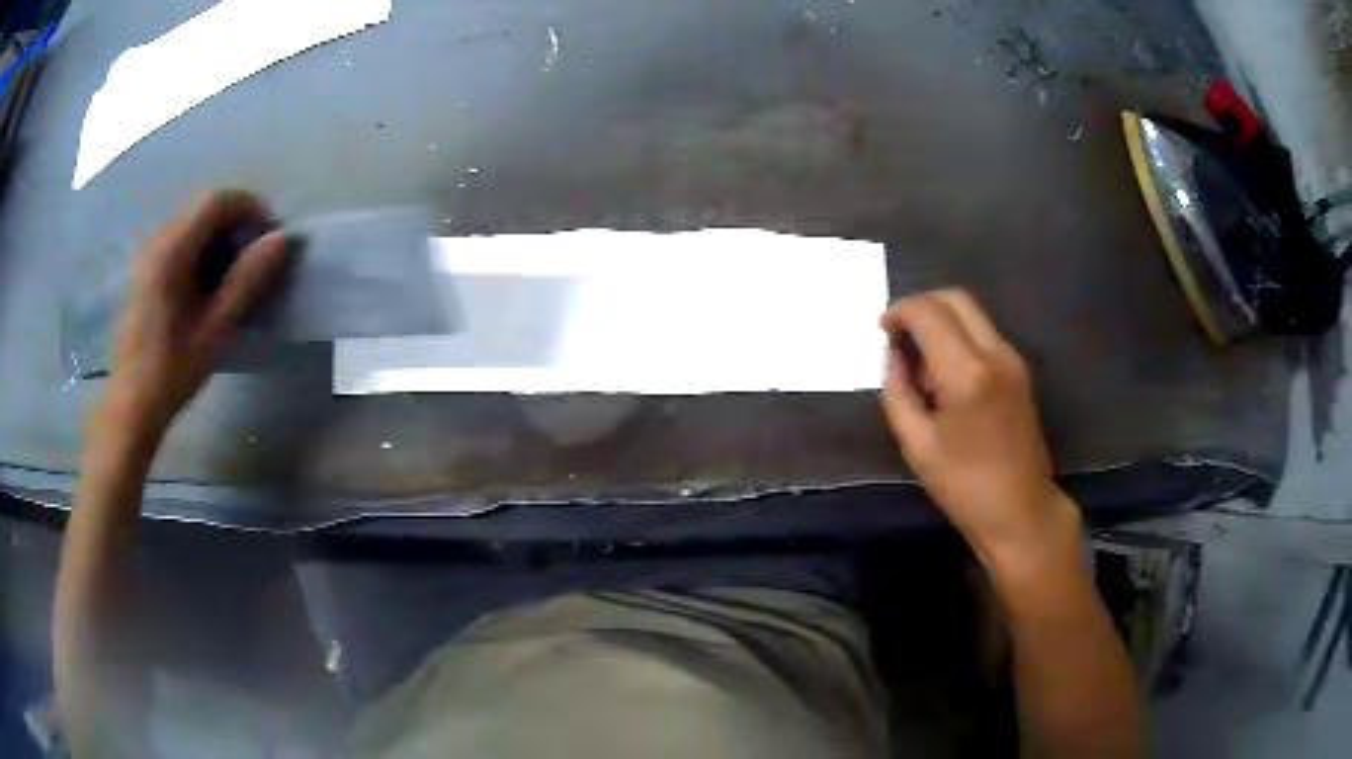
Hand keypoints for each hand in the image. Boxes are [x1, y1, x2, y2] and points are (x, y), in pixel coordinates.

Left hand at [102, 190, 289, 444]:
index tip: (269, 237)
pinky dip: (200, 248)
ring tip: (232, 274)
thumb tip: (279, 240)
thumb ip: (246, 281)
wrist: (130, 406)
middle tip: (255, 258)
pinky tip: (205, 284)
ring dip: (219, 235)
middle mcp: (156, 240)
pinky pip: (178, 239)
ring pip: (191, 221)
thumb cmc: (172, 372)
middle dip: (236, 221)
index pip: (217, 200)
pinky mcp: (144, 268)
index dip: (251, 207)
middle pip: (204, 206)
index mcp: (171, 251)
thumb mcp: (215, 331)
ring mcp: (147, 253)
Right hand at [878, 289, 1072, 562]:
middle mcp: (995, 353)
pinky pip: (983, 332)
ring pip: (971, 312)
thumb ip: (898, 391)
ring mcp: (1012, 359)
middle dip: (921, 305)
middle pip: (955, 298)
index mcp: (966, 373)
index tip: (882, 331)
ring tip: (919, 357)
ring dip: (941, 320)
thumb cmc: (964, 486)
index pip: (928, 312)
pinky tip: (944, 371)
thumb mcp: (917, 444)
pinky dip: (958, 335)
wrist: (1021, 510)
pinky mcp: (1019, 369)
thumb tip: (893, 355)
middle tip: (898, 333)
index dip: (899, 312)